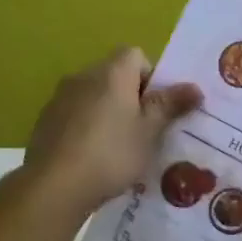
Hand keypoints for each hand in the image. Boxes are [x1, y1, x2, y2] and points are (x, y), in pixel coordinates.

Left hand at [17, 47, 201, 217]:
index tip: (158, 107)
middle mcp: (83, 76)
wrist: (55, 185)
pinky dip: (88, 126)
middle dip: (132, 97)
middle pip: (115, 75)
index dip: (152, 77)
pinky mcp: (46, 120)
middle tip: (146, 130)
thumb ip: (170, 106)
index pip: (136, 55)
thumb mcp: (149, 132)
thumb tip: (195, 87)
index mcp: (112, 73)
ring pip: (94, 96)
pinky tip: (94, 156)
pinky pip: (76, 114)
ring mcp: (60, 98)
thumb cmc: (112, 154)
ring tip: (120, 147)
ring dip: (109, 112)